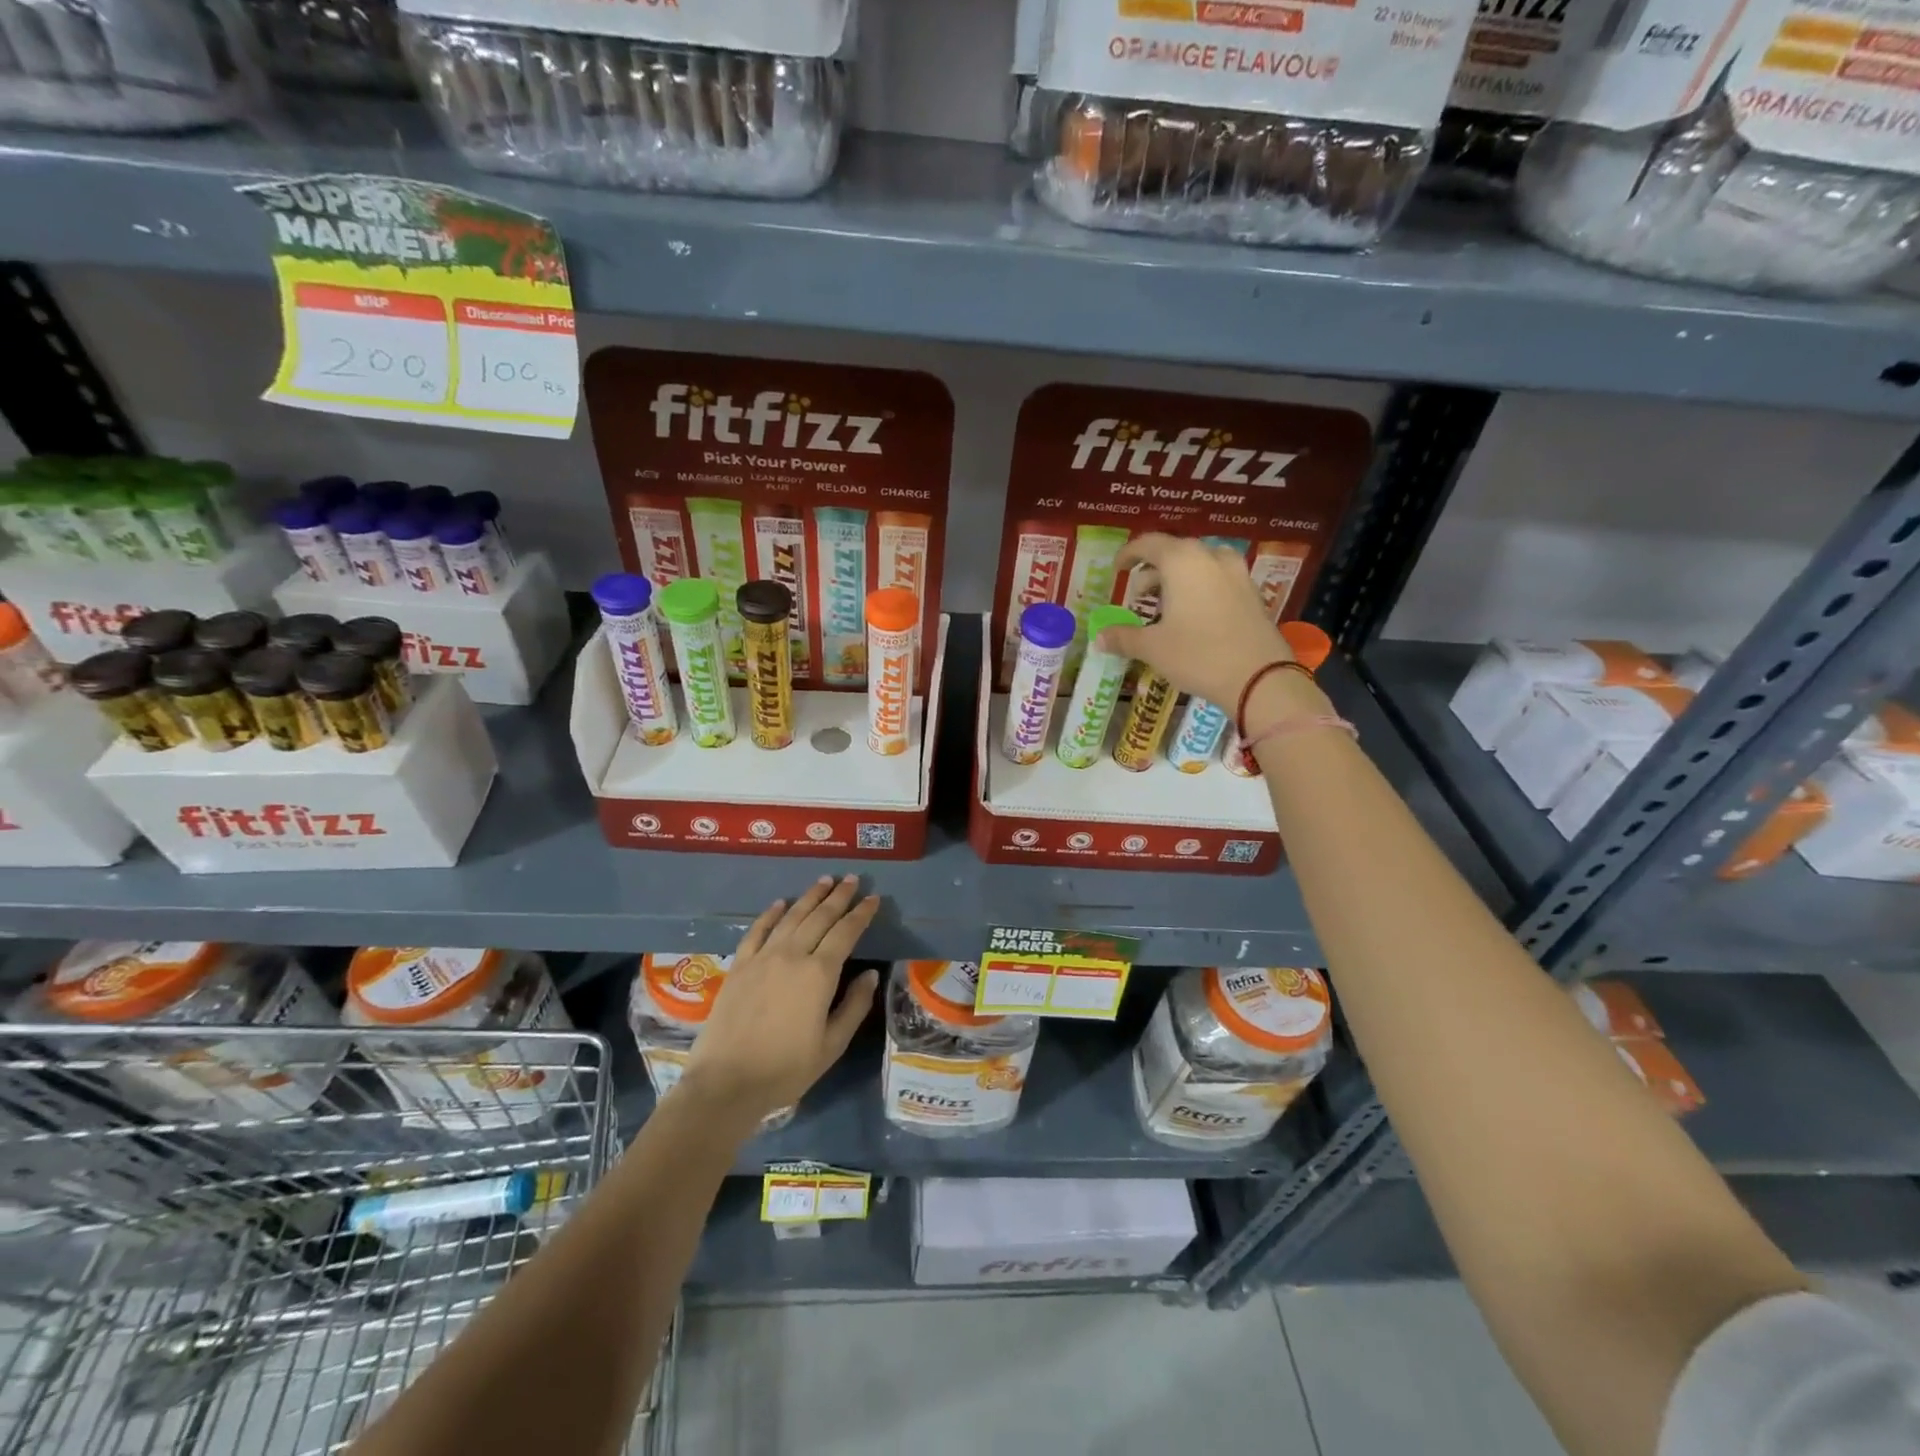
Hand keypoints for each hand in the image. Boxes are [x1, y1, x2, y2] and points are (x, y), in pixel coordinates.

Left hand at [681, 876, 880, 1121]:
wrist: (726, 1083)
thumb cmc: (786, 1069)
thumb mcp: (832, 1045)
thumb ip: (854, 1006)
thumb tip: (870, 975)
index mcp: (819, 974)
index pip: (846, 933)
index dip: (861, 914)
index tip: (873, 898)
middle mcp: (792, 955)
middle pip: (819, 917)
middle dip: (838, 896)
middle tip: (851, 879)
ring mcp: (762, 958)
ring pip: (791, 917)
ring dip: (809, 897)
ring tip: (824, 881)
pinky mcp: (739, 965)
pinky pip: (757, 930)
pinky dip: (771, 914)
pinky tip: (780, 903)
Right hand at [1096, 534, 1304, 707]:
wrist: (1260, 677)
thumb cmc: (1198, 655)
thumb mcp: (1153, 648)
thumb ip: (1123, 638)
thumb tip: (1098, 638)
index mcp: (1182, 561)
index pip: (1148, 544)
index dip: (1128, 554)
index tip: (1117, 570)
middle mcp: (1211, 557)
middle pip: (1175, 552)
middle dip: (1153, 571)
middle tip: (1139, 596)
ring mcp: (1236, 573)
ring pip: (1199, 564)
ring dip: (1178, 579)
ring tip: (1166, 606)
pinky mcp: (1252, 592)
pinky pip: (1217, 579)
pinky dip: (1199, 588)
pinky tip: (1193, 615)